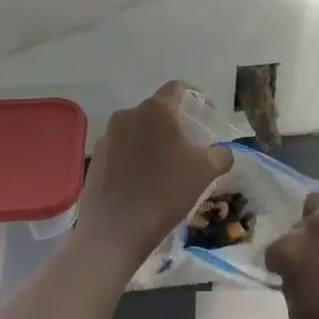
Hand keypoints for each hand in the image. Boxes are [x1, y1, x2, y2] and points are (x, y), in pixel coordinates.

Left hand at [76, 81, 231, 261]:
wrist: (114, 231)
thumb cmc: (164, 192)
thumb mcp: (205, 172)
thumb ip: (221, 154)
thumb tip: (223, 151)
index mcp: (156, 110)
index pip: (177, 88)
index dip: (194, 98)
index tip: (204, 116)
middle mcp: (129, 115)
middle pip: (156, 111)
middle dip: (172, 125)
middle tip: (187, 148)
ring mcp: (108, 136)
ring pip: (137, 131)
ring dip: (151, 142)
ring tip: (164, 168)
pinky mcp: (95, 158)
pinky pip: (121, 150)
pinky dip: (133, 159)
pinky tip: (141, 183)